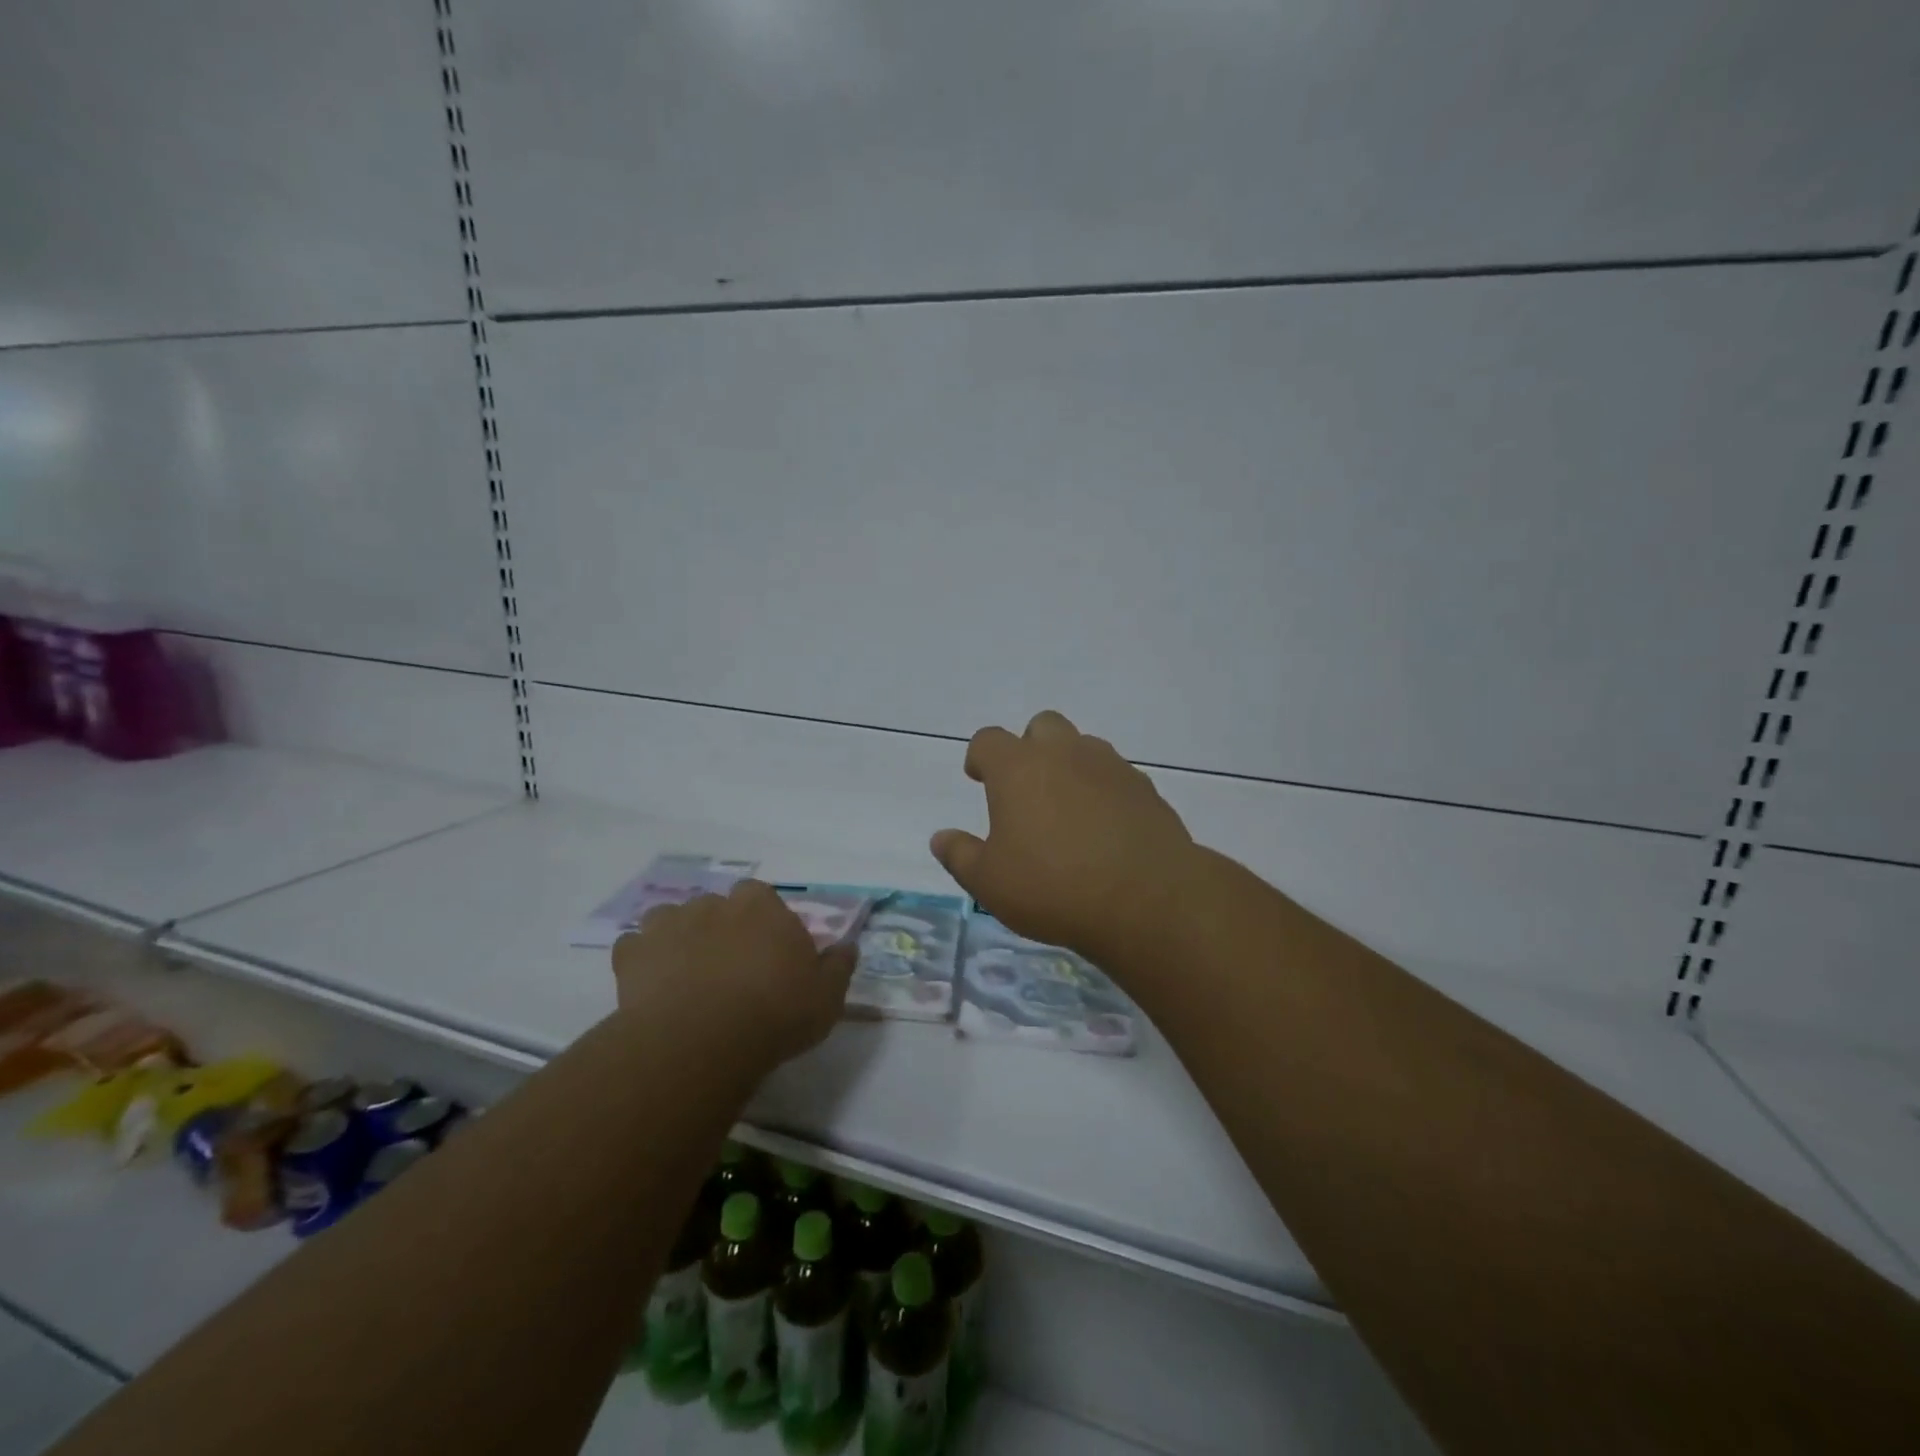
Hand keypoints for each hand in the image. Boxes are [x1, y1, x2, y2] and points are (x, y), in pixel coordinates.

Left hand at [612, 881, 856, 1065]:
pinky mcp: (632, 953)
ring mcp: (669, 924)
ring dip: (678, 939)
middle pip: (717, 907)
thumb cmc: (775, 1012)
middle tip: (728, 970)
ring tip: (686, 977)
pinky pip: (634, 948)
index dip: (764, 924)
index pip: (762, 898)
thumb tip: (848, 946)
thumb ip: (838, 966)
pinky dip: (641, 961)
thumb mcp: (827, 996)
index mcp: (761, 905)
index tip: (768, 954)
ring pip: (672, 920)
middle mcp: (714, 903)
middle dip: (721, 930)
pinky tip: (651, 987)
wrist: (702, 1039)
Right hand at [930, 710, 1195, 962]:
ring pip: (1083, 746)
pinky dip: (1103, 790)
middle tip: (1025, 790)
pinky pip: (1115, 775)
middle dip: (1029, 749)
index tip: (978, 779)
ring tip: (1066, 810)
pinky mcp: (1145, 788)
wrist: (1146, 899)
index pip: (988, 740)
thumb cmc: (1053, 887)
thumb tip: (940, 838)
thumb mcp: (989, 882)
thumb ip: (960, 855)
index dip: (980, 757)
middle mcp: (1064, 753)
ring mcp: (1110, 766)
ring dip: (1069, 766)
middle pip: (1041, 727)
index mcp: (1018, 768)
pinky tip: (1104, 828)